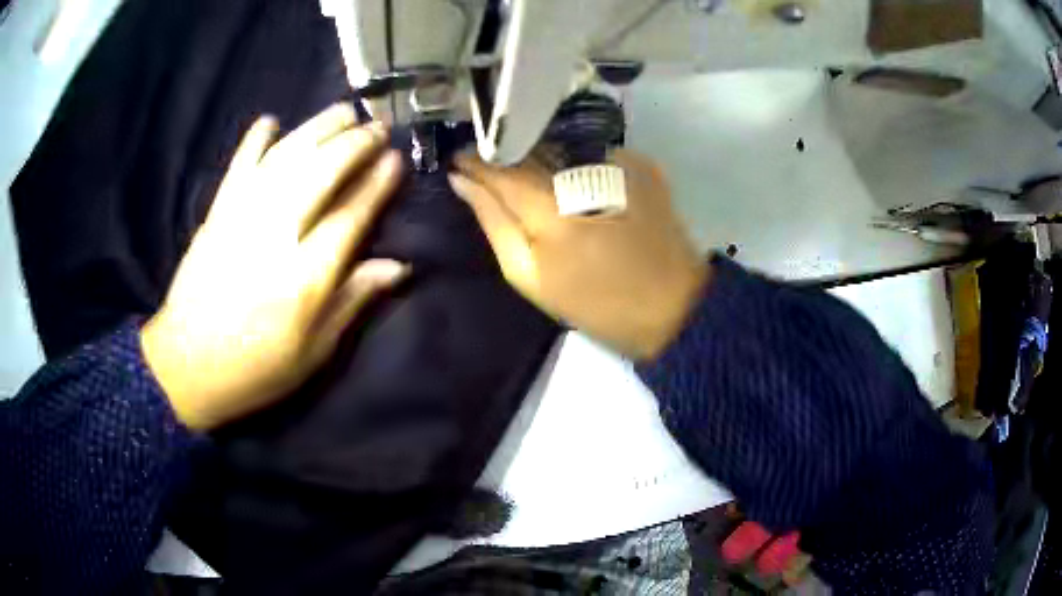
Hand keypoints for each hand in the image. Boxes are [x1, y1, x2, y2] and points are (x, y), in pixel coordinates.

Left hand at [142, 104, 407, 430]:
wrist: (186, 368)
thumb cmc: (256, 368)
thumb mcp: (314, 351)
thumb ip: (353, 301)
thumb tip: (397, 266)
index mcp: (304, 277)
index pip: (350, 216)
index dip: (376, 184)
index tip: (395, 159)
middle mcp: (275, 236)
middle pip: (320, 173)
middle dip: (353, 144)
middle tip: (376, 127)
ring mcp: (240, 218)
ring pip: (284, 159)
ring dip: (316, 129)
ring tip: (342, 112)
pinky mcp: (215, 214)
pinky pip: (238, 167)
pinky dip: (254, 140)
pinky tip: (271, 120)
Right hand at [449, 149, 706, 359]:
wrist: (673, 305)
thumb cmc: (596, 301)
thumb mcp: (531, 276)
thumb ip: (493, 222)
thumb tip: (462, 181)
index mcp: (550, 203)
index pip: (498, 164)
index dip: (474, 159)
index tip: (456, 160)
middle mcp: (581, 167)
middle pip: (528, 146)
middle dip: (504, 154)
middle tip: (488, 168)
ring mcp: (616, 160)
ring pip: (558, 144)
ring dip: (538, 154)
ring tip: (528, 174)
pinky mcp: (640, 163)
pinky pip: (590, 150)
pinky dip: (573, 161)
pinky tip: (572, 181)